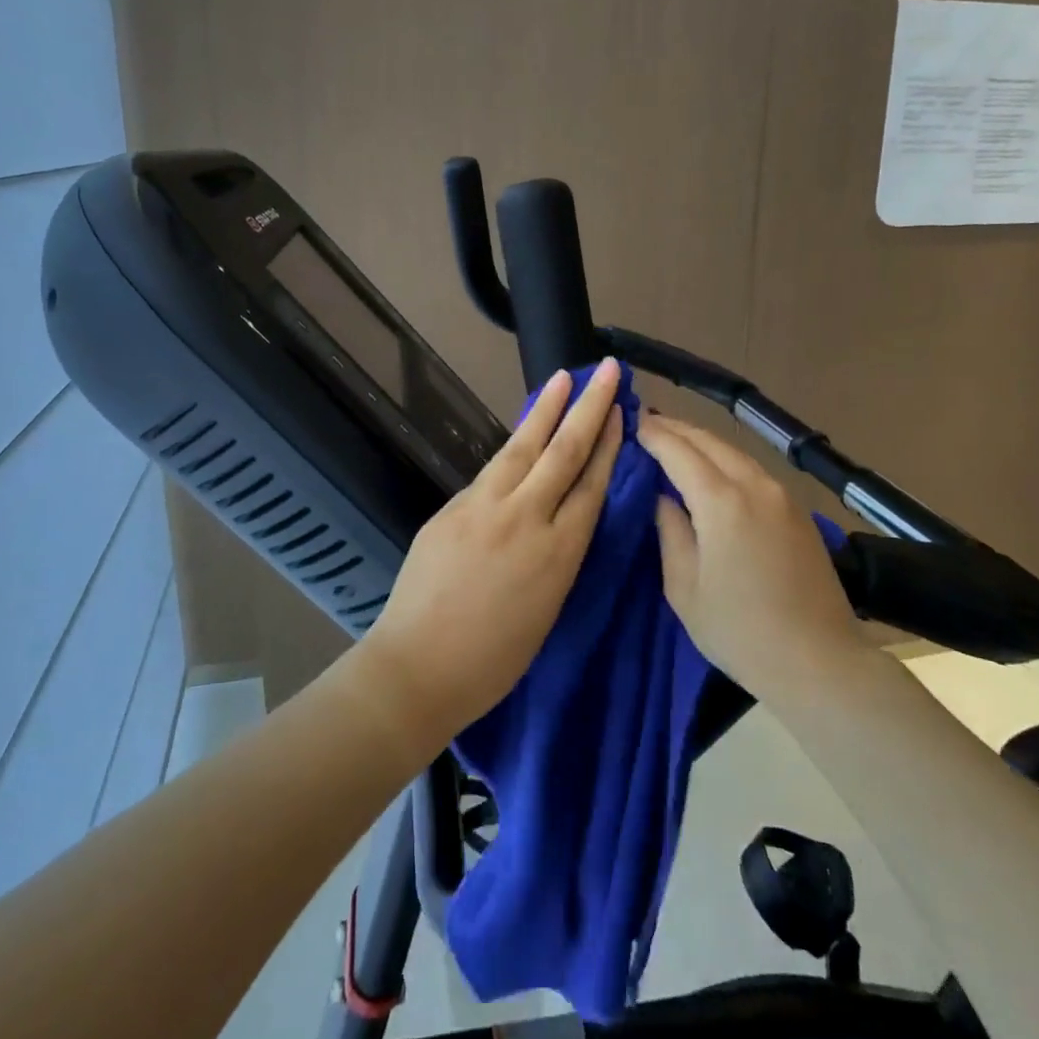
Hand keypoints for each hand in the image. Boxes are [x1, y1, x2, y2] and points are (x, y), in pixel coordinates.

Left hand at [356, 358, 623, 753]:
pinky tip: (522, 431)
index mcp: (559, 554)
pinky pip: (491, 470)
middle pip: (564, 452)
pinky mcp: (452, 507)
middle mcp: (526, 519)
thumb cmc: (493, 659)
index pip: (591, 484)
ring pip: (523, 447)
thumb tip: (557, 514)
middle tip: (607, 371)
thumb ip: (556, 554)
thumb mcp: (546, 607)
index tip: (620, 412)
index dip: (607, 445)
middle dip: (588, 407)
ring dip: (546, 409)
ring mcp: (484, 507)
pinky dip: (513, 445)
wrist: (418, 667)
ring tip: (564, 378)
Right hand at [637, 413, 865, 698]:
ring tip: (675, 440)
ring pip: (734, 452)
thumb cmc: (740, 631)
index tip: (632, 421)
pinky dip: (725, 459)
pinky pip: (753, 470)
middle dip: (676, 429)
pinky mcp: (798, 510)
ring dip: (702, 441)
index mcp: (722, 502)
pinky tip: (712, 469)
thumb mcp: (685, 588)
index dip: (653, 434)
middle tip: (648, 422)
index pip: (679, 451)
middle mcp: (755, 485)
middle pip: (709, 441)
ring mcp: (782, 495)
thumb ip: (670, 532)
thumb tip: (663, 497)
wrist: (820, 662)